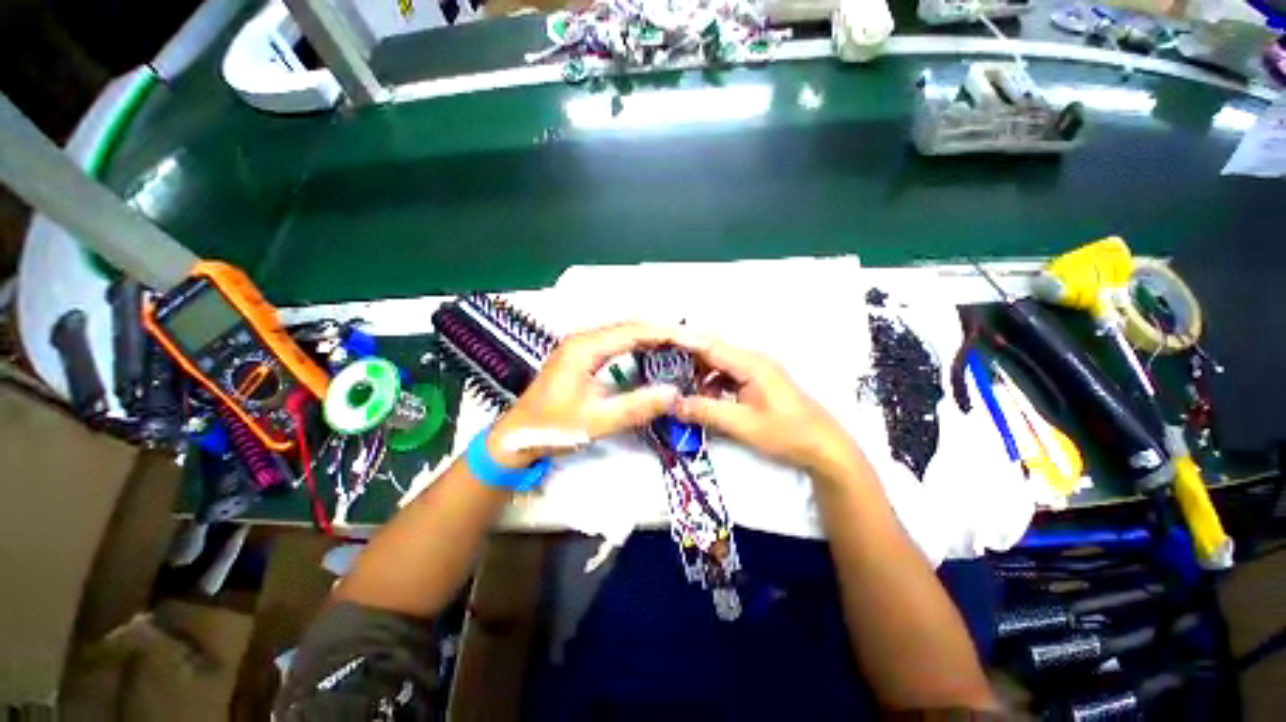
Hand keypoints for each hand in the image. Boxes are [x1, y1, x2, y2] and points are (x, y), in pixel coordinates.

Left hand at [489, 322, 681, 467]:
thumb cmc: (553, 428)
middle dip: (660, 330)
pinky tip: (650, 351)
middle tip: (690, 340)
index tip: (690, 337)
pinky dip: (636, 343)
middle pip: (628, 326)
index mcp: (584, 348)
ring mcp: (579, 344)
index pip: (632, 331)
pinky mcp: (580, 354)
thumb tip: (674, 393)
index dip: (664, 332)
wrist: (517, 436)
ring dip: (650, 335)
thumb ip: (636, 407)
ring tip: (677, 344)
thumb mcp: (597, 421)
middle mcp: (582, 338)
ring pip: (622, 331)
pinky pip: (614, 340)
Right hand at [673, 336, 864, 484]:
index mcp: (751, 364)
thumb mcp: (742, 425)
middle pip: (713, 350)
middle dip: (687, 357)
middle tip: (661, 368)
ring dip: (699, 372)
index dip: (683, 342)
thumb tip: (673, 404)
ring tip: (680, 386)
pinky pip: (728, 374)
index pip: (709, 345)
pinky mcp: (758, 381)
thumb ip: (706, 411)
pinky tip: (705, 398)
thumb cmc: (786, 433)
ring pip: (719, 362)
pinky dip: (713, 382)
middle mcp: (753, 359)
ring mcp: (757, 369)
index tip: (658, 343)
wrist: (824, 447)